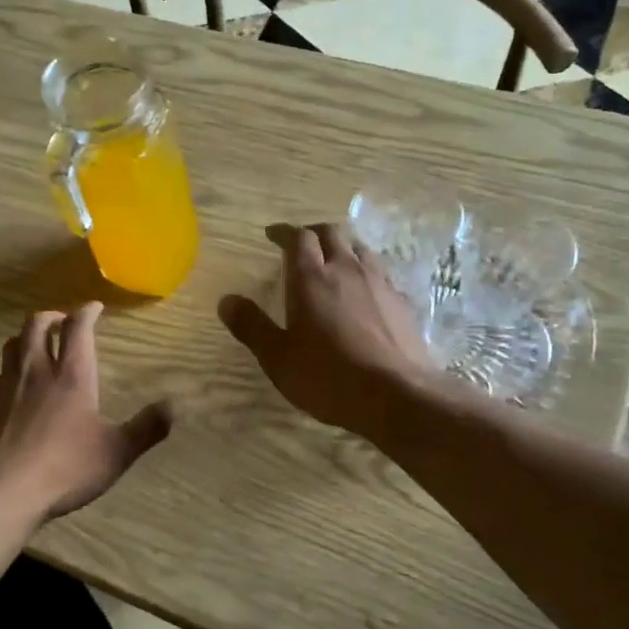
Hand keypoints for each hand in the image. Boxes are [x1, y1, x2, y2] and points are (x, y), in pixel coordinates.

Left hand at [0, 303, 171, 519]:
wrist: (3, 492)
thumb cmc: (66, 468)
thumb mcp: (116, 452)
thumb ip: (147, 428)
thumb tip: (174, 406)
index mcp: (71, 376)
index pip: (78, 329)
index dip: (87, 312)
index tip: (94, 307)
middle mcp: (36, 371)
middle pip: (36, 326)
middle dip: (52, 316)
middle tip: (62, 320)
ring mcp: (7, 387)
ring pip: (12, 345)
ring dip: (27, 337)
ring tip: (37, 344)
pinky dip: (11, 369)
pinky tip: (16, 387)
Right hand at [218, 222, 435, 437]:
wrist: (396, 396)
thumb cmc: (328, 377)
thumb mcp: (278, 358)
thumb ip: (251, 326)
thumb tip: (226, 300)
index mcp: (311, 278)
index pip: (298, 238)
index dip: (283, 232)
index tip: (272, 235)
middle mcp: (346, 270)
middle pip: (332, 233)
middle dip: (313, 233)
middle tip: (301, 244)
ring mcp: (379, 283)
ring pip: (360, 249)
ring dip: (343, 248)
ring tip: (333, 262)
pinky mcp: (402, 302)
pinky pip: (381, 273)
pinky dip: (365, 272)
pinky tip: (363, 293)